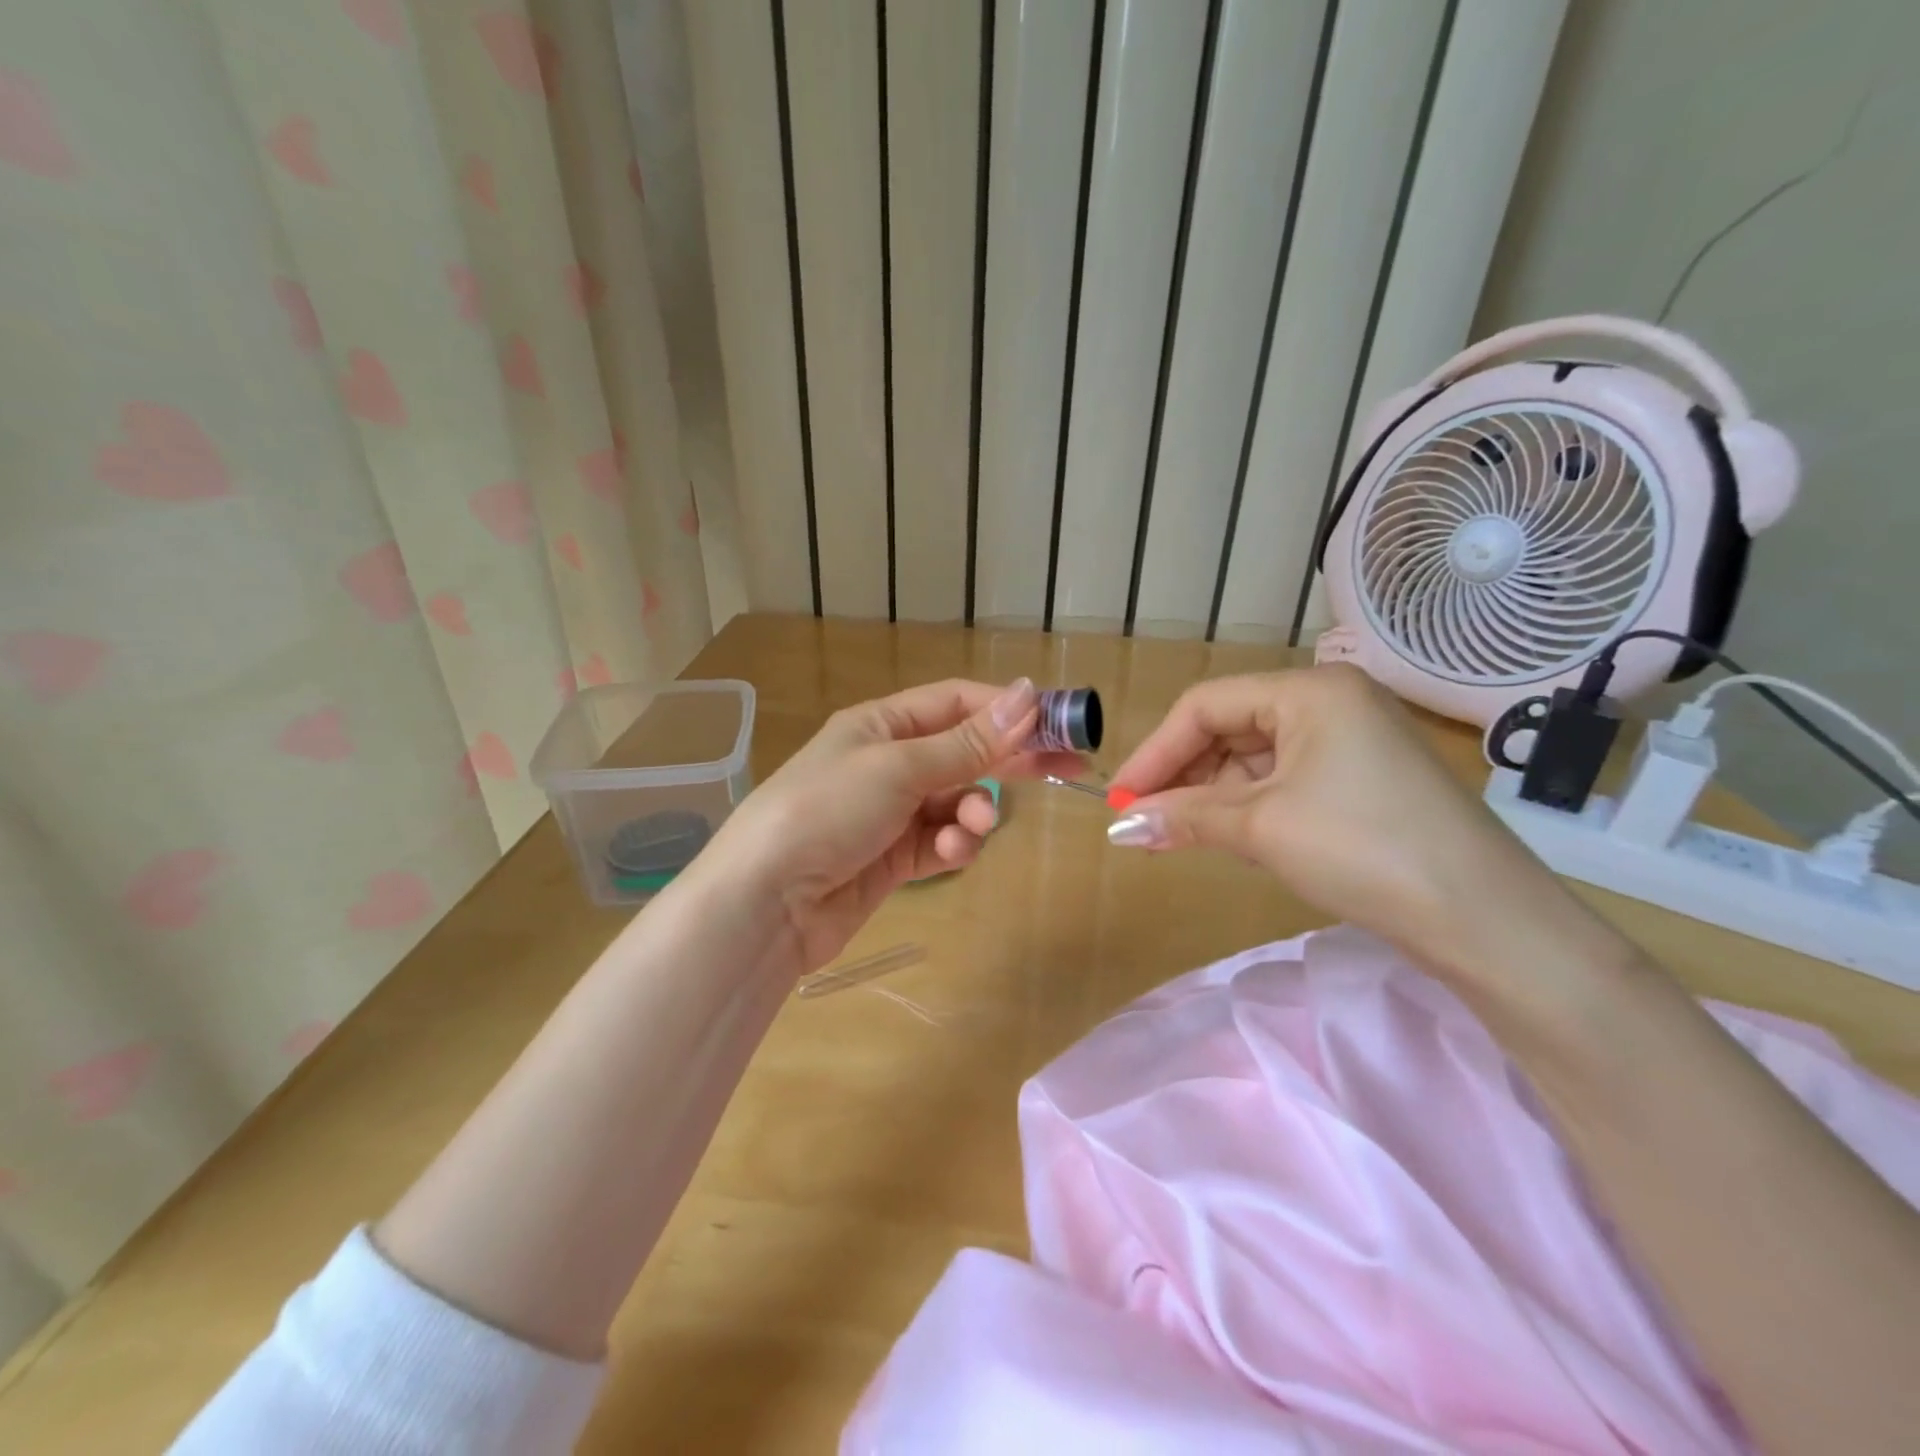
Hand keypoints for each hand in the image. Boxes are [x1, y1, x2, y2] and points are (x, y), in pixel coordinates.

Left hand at [693, 678, 1083, 973]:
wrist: (766, 902)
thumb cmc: (827, 811)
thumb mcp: (898, 768)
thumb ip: (966, 742)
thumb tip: (1027, 696)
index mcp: (881, 725)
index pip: (956, 703)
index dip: (1007, 709)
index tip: (1058, 721)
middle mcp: (889, 762)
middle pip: (965, 751)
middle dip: (1010, 759)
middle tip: (1067, 767)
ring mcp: (892, 812)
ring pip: (959, 801)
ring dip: (974, 812)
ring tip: (972, 827)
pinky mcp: (896, 857)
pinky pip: (943, 841)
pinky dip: (953, 846)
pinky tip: (949, 854)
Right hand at [1105, 665, 1569, 969]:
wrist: (1484, 920)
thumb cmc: (1362, 849)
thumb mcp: (1261, 828)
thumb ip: (1183, 818)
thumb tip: (1119, 828)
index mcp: (1310, 691)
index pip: (1206, 706)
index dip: (1156, 751)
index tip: (1120, 797)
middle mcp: (1331, 703)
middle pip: (1230, 729)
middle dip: (1182, 776)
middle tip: (1143, 821)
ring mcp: (1351, 742)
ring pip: (1255, 759)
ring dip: (1212, 796)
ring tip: (1175, 834)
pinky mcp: (1362, 781)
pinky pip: (1284, 782)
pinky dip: (1248, 808)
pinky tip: (1225, 836)